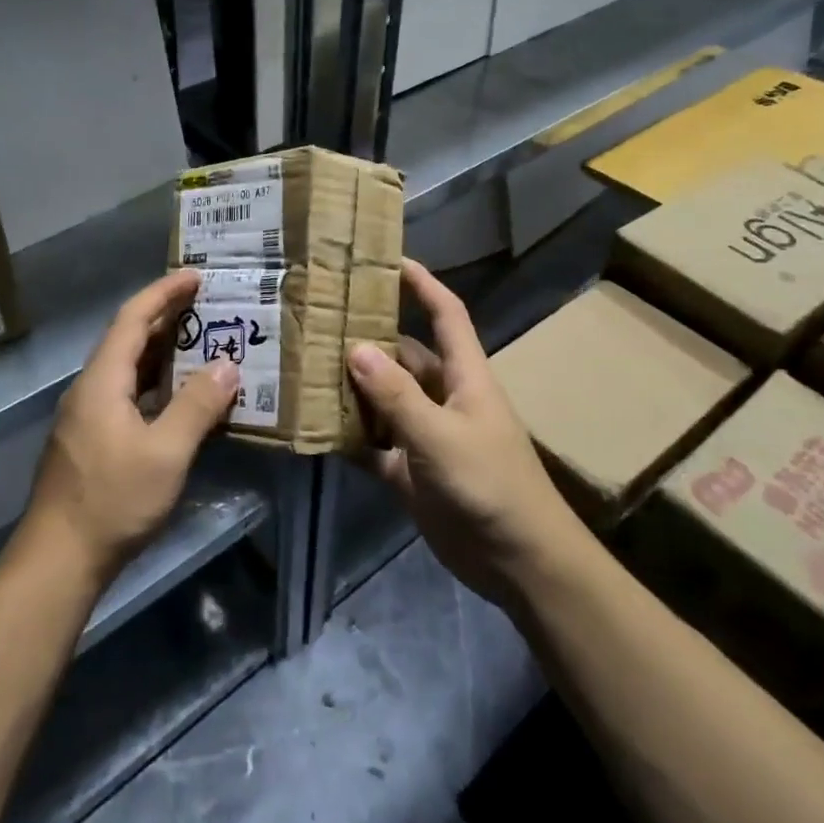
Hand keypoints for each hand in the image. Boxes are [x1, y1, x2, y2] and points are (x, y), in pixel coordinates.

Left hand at [21, 269, 238, 585]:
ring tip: (198, 341)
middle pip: (127, 338)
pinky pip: (125, 392)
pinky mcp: (90, 440)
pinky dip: (154, 381)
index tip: (194, 276)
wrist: (57, 561)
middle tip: (205, 304)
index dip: (163, 293)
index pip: (132, 319)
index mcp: (102, 381)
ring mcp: (86, 416)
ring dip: (160, 350)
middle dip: (165, 316)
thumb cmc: (112, 501)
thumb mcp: (166, 453)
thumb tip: (228, 364)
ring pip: (126, 367)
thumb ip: (198, 405)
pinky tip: (177, 395)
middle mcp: (89, 389)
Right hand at [348, 260, 586, 602]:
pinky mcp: (411, 470)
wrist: (519, 563)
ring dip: (352, 387)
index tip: (387, 259)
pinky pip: (374, 442)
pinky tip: (314, 426)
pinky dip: (350, 435)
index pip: (446, 314)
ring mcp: (426, 433)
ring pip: (383, 398)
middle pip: (403, 355)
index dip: (422, 283)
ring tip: (304, 366)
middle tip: (319, 320)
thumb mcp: (441, 436)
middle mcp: (443, 396)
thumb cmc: (490, 486)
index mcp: (464, 376)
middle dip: (367, 338)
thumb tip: (356, 347)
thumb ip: (397, 395)